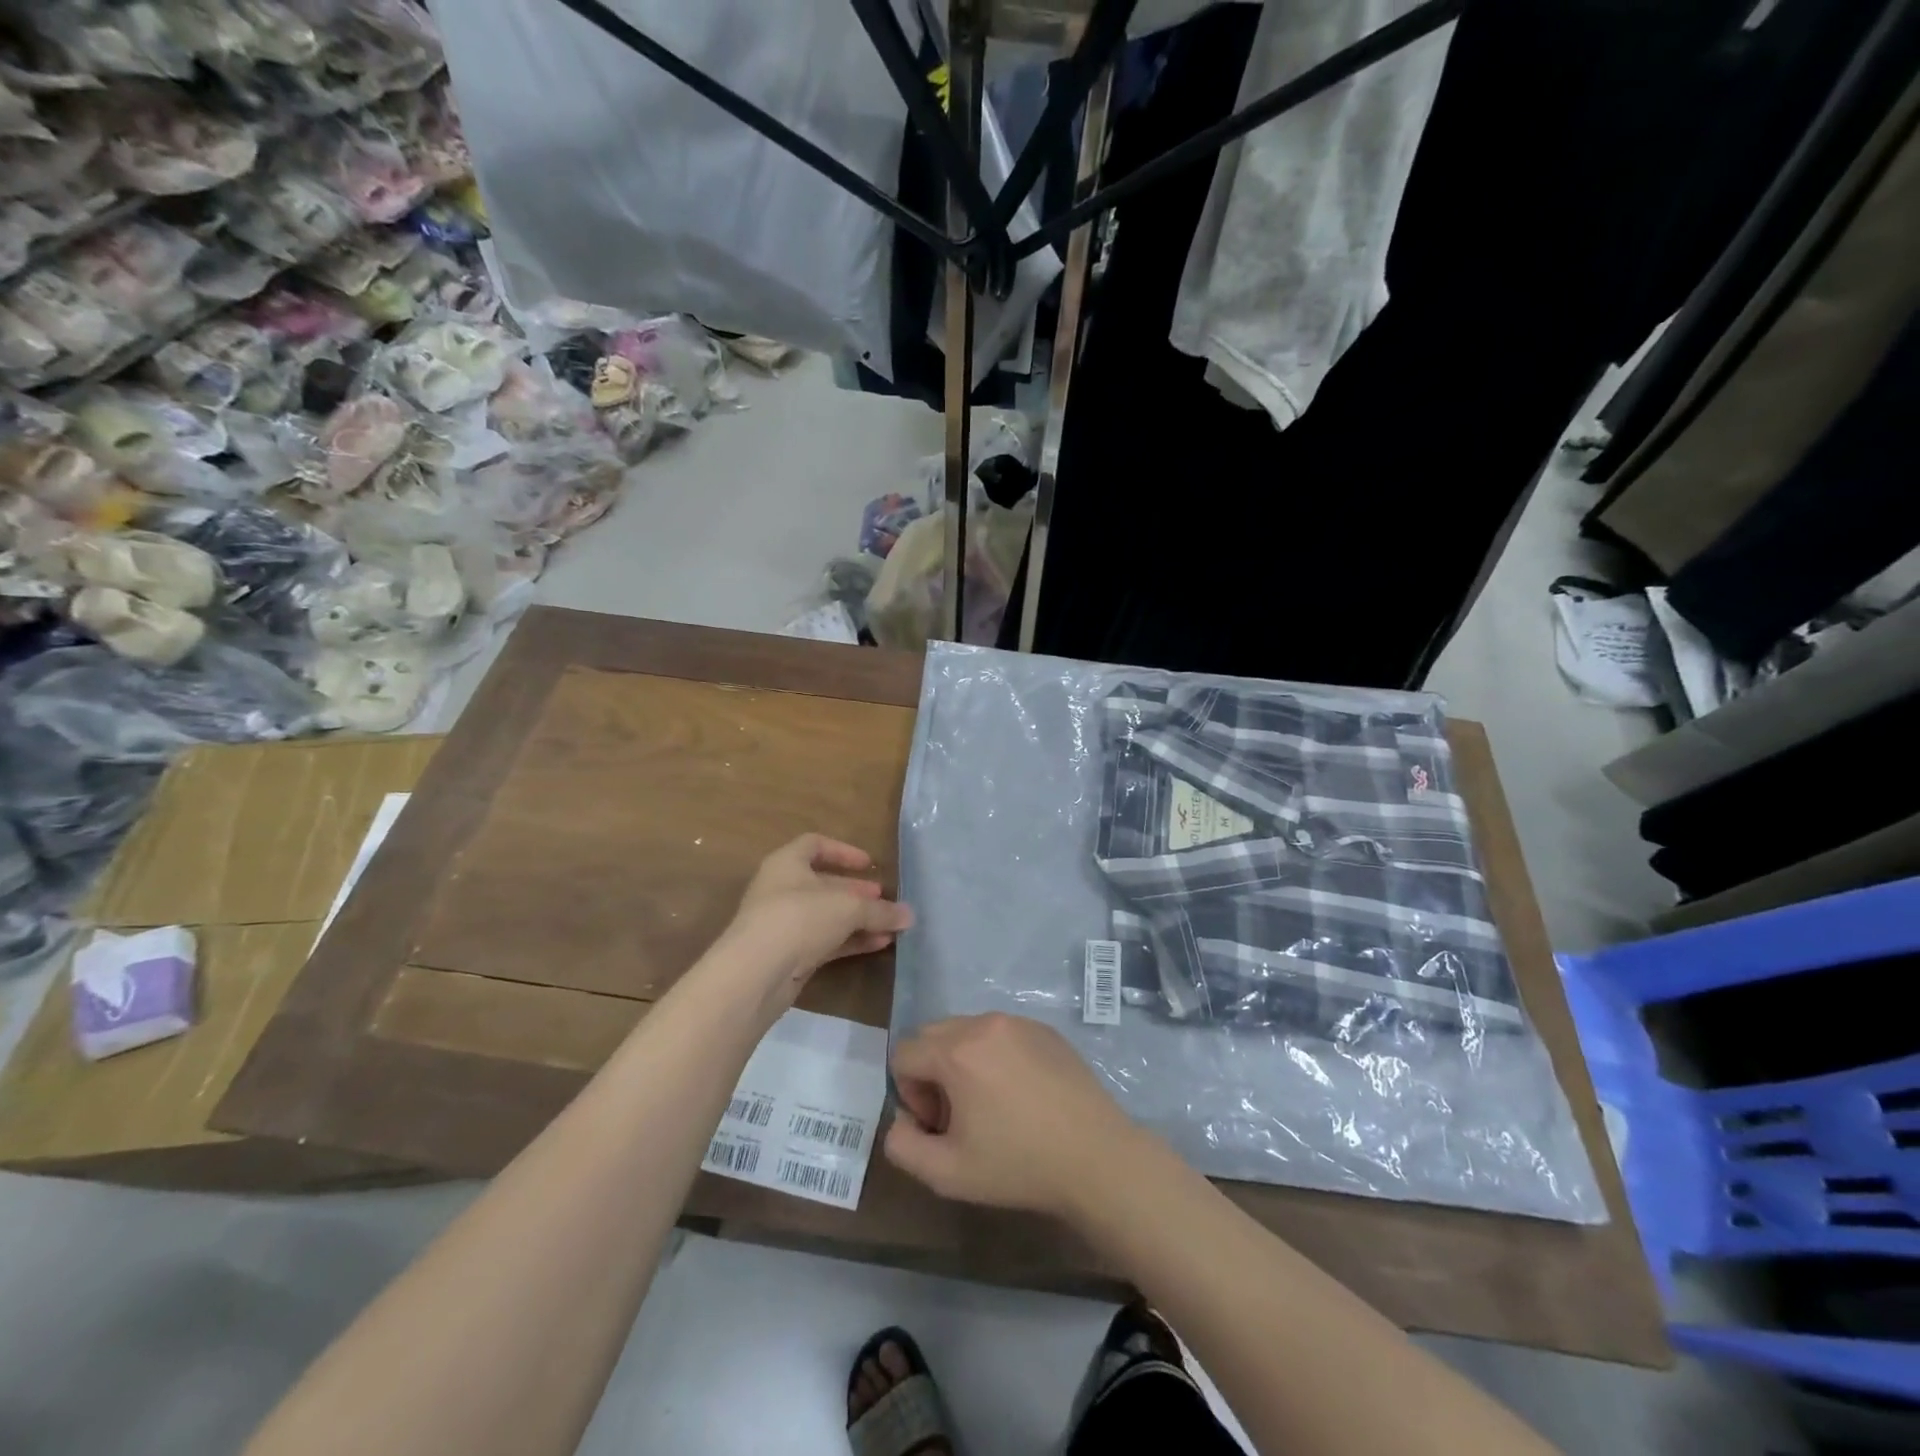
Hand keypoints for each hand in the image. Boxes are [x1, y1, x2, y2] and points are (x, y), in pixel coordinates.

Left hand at [721, 835, 913, 994]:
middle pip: (824, 884)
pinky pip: (825, 941)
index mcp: (787, 863)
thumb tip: (909, 915)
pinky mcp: (788, 955)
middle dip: (856, 892)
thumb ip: (880, 910)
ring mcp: (783, 924)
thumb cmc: (799, 918)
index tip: (869, 865)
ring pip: (827, 916)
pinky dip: (850, 941)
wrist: (756, 974)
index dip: (843, 851)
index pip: (815, 845)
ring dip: (858, 920)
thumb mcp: (848, 907)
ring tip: (890, 926)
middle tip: (883, 899)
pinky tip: (878, 945)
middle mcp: (781, 889)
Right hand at [884, 1013, 1150, 1221]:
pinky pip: (1001, 1033)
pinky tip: (1022, 1095)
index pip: (903, 1053)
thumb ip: (902, 1147)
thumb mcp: (947, 1173)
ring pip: (966, 1030)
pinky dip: (995, 1056)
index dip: (910, 1093)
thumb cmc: (1019, 1166)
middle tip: (960, 1115)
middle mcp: (984, 1023)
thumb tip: (901, 1121)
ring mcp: (1018, 1022)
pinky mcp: (1045, 1029)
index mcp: (956, 1051)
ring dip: (962, 1062)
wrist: (1097, 1157)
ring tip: (991, 1105)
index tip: (939, 1125)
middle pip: (932, 1035)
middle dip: (932, 1073)